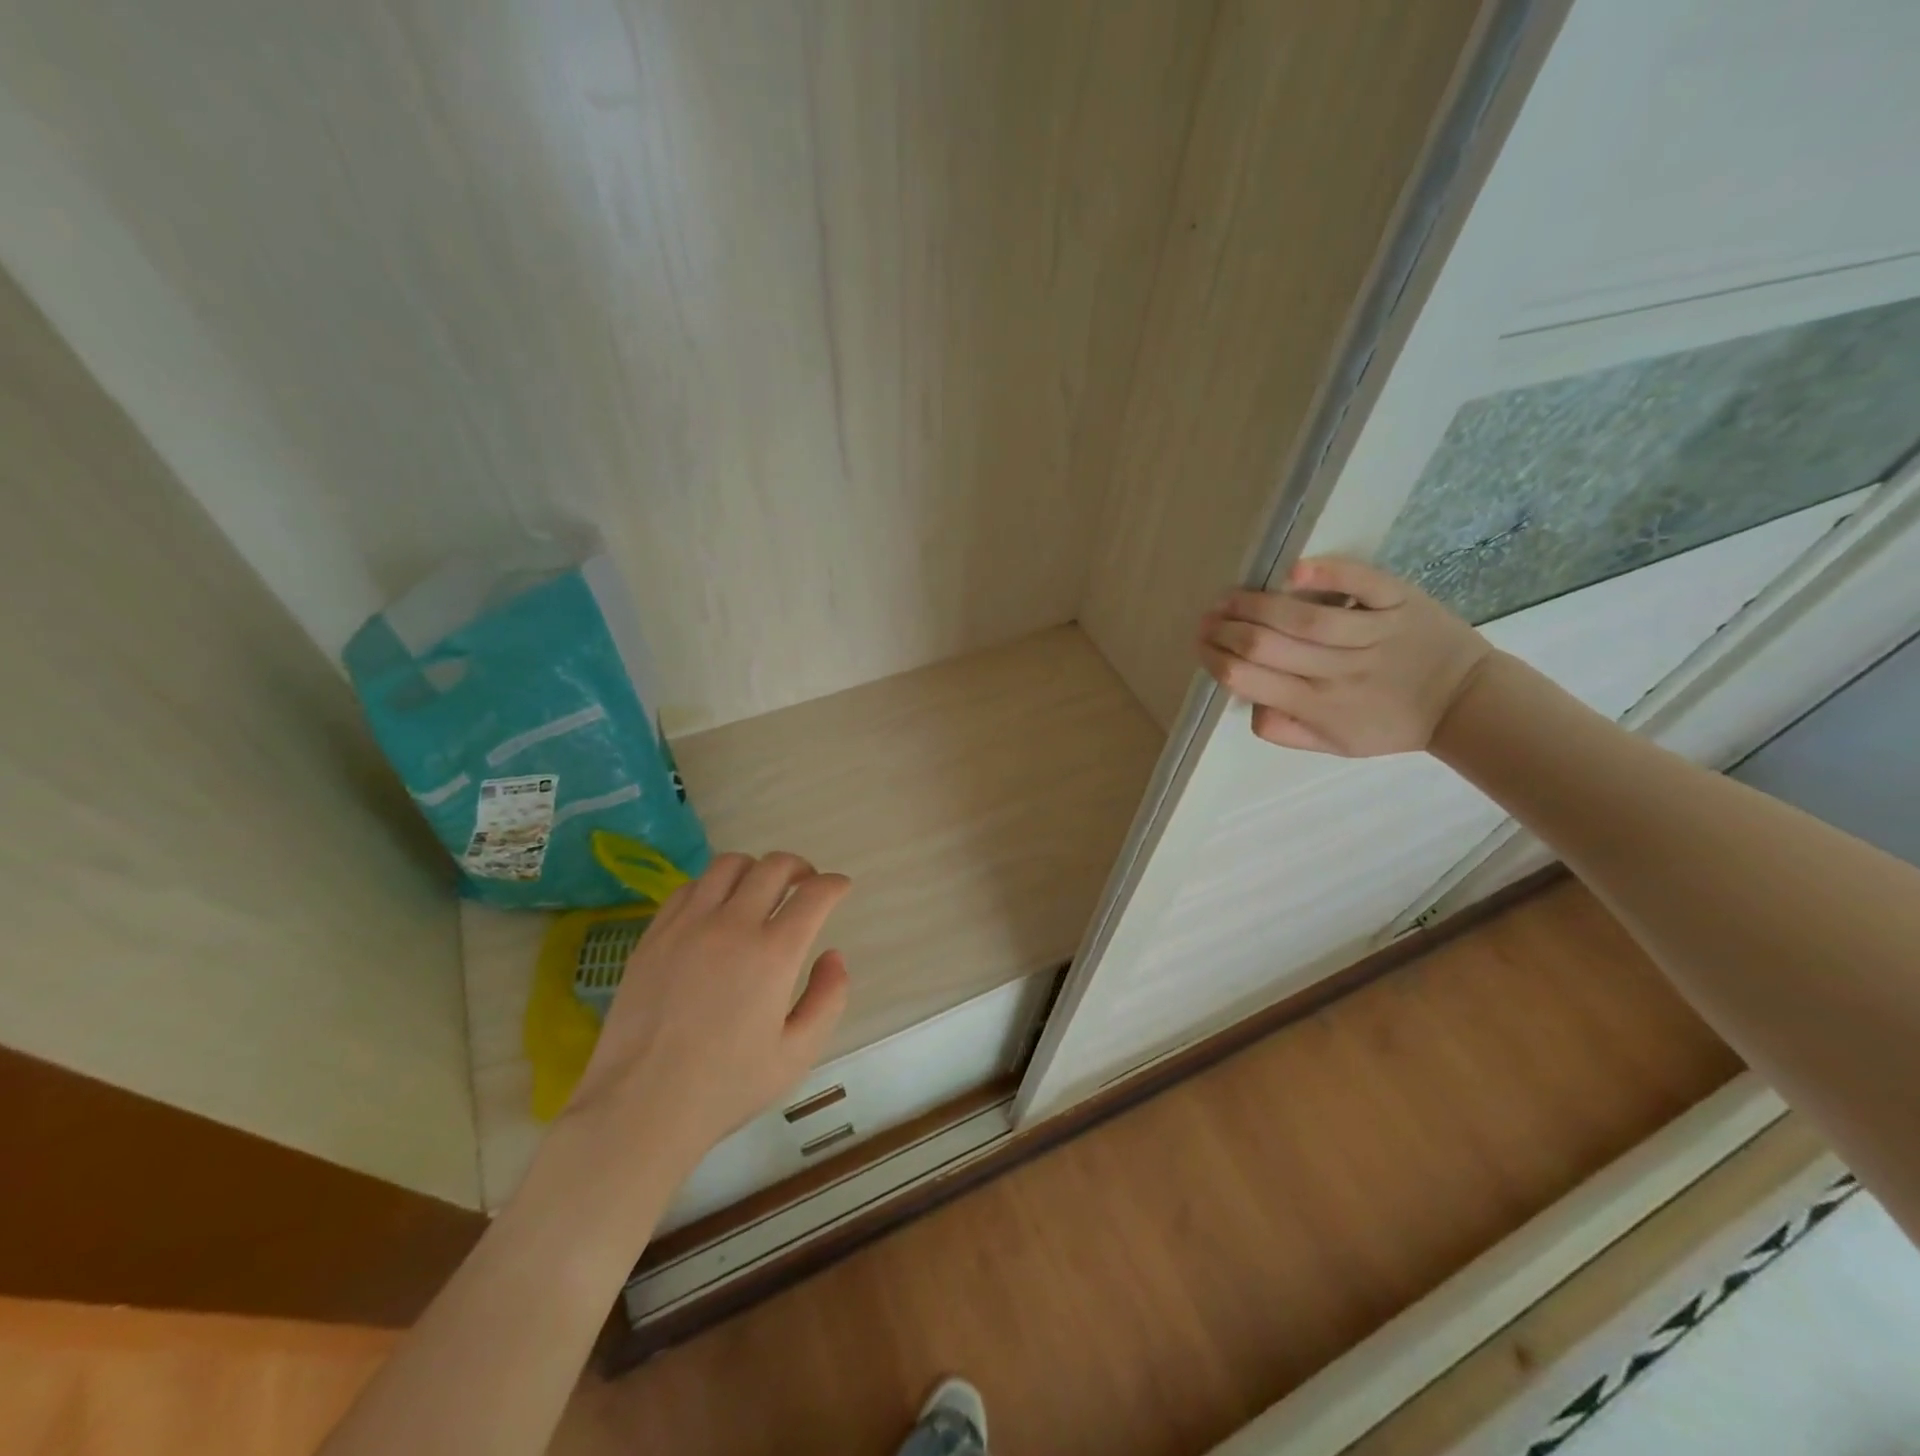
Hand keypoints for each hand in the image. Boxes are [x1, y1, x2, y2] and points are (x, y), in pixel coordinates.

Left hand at [562, 852, 851, 1175]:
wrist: (640, 1107)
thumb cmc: (726, 1087)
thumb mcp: (797, 1054)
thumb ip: (828, 999)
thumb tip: (833, 956)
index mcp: (773, 953)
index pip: (814, 894)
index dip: (834, 885)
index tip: (840, 888)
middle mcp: (732, 925)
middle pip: (773, 866)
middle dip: (799, 868)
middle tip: (805, 884)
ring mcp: (687, 926)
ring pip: (728, 865)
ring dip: (755, 869)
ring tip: (760, 890)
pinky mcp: (654, 935)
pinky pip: (689, 888)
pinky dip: (713, 886)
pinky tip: (716, 909)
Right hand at [1197, 556, 1492, 755]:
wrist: (1464, 702)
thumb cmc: (1390, 724)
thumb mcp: (1334, 745)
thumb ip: (1285, 729)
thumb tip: (1248, 703)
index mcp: (1316, 706)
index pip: (1247, 679)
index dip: (1216, 659)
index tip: (1202, 645)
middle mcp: (1337, 671)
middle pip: (1264, 645)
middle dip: (1225, 629)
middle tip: (1207, 619)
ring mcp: (1371, 634)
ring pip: (1302, 617)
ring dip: (1255, 603)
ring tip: (1229, 597)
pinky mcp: (1398, 603)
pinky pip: (1360, 585)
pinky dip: (1327, 574)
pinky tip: (1293, 570)